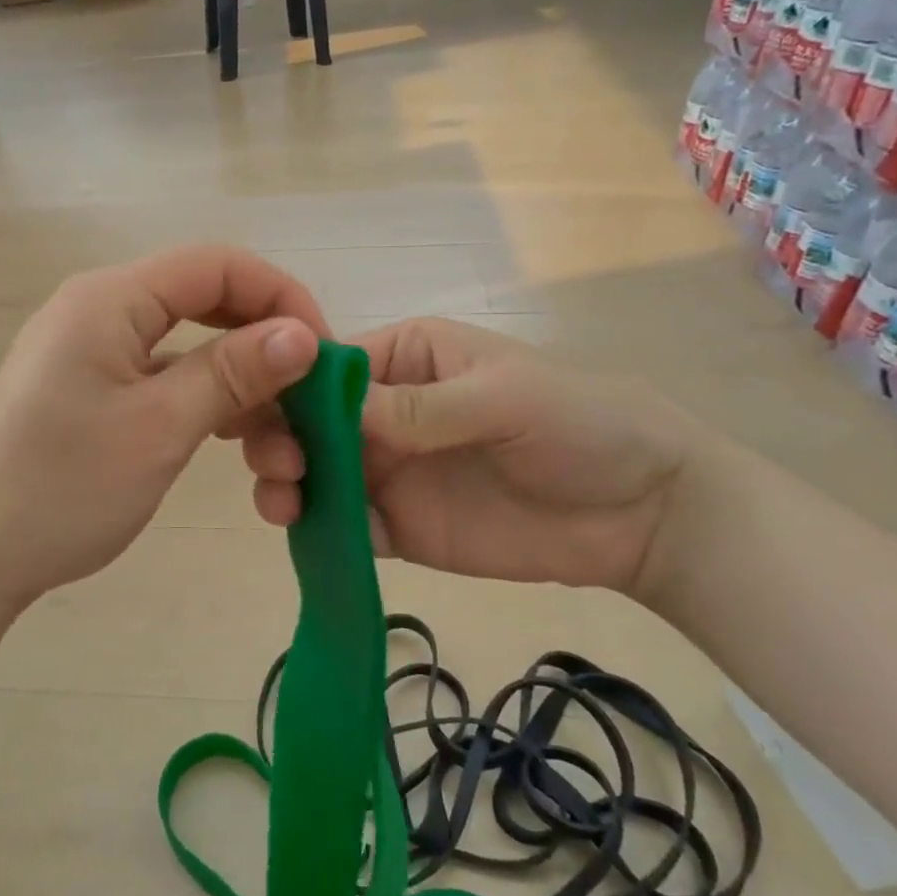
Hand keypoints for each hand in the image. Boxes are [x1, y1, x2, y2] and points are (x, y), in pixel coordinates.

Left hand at [0, 246, 327, 620]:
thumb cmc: (63, 488)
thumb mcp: (160, 427)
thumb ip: (232, 372)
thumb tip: (302, 334)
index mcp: (109, 299)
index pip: (216, 265)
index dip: (279, 297)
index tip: (323, 355)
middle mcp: (100, 309)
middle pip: (205, 300)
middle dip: (263, 343)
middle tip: (308, 397)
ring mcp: (93, 351)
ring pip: (188, 344)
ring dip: (239, 384)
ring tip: (277, 444)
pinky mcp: (91, 389)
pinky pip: (164, 375)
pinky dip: (204, 400)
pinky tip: (233, 438)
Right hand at [239, 319, 699, 595]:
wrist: (643, 513)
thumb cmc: (580, 424)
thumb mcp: (503, 397)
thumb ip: (420, 407)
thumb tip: (331, 407)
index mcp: (405, 360)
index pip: (327, 367)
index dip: (287, 385)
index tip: (253, 411)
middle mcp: (385, 412)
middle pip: (309, 421)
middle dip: (280, 436)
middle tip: (279, 464)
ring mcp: (390, 471)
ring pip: (317, 473)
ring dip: (288, 482)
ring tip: (282, 502)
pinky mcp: (401, 526)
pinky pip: (347, 525)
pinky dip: (321, 530)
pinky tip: (312, 536)